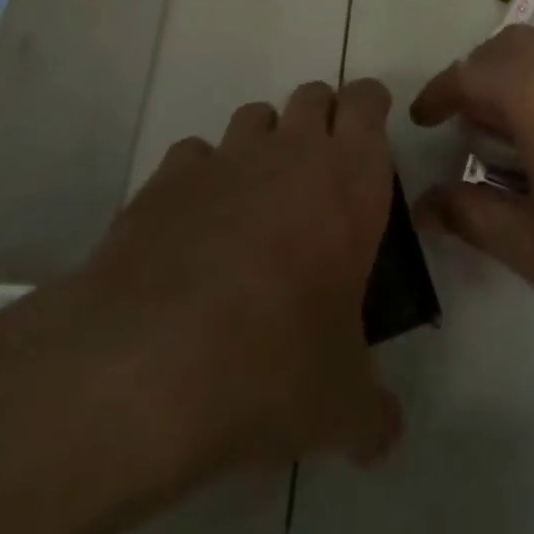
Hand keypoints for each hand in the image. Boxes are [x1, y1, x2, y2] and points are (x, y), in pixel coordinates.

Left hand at [72, 79, 403, 473]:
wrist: (148, 365)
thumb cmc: (273, 365)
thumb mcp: (341, 403)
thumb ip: (374, 414)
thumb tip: (385, 438)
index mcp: (349, 180)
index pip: (367, 101)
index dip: (370, 107)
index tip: (370, 136)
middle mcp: (290, 152)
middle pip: (312, 95)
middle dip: (321, 121)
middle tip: (320, 177)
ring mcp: (224, 159)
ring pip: (255, 116)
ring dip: (265, 143)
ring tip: (258, 201)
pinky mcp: (165, 178)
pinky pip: (195, 155)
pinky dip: (202, 176)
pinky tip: (194, 226)